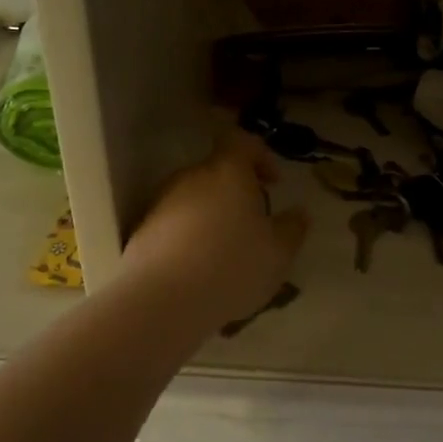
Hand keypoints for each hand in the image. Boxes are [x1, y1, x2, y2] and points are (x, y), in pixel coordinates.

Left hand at [121, 131, 310, 325]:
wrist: (164, 300)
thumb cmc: (232, 266)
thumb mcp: (279, 252)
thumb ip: (293, 228)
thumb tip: (299, 213)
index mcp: (227, 172)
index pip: (242, 141)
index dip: (261, 156)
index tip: (274, 183)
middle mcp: (191, 178)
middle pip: (216, 172)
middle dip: (236, 193)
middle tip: (254, 224)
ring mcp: (161, 203)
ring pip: (195, 200)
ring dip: (212, 217)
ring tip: (227, 253)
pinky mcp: (143, 230)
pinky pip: (175, 225)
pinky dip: (190, 238)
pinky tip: (201, 270)